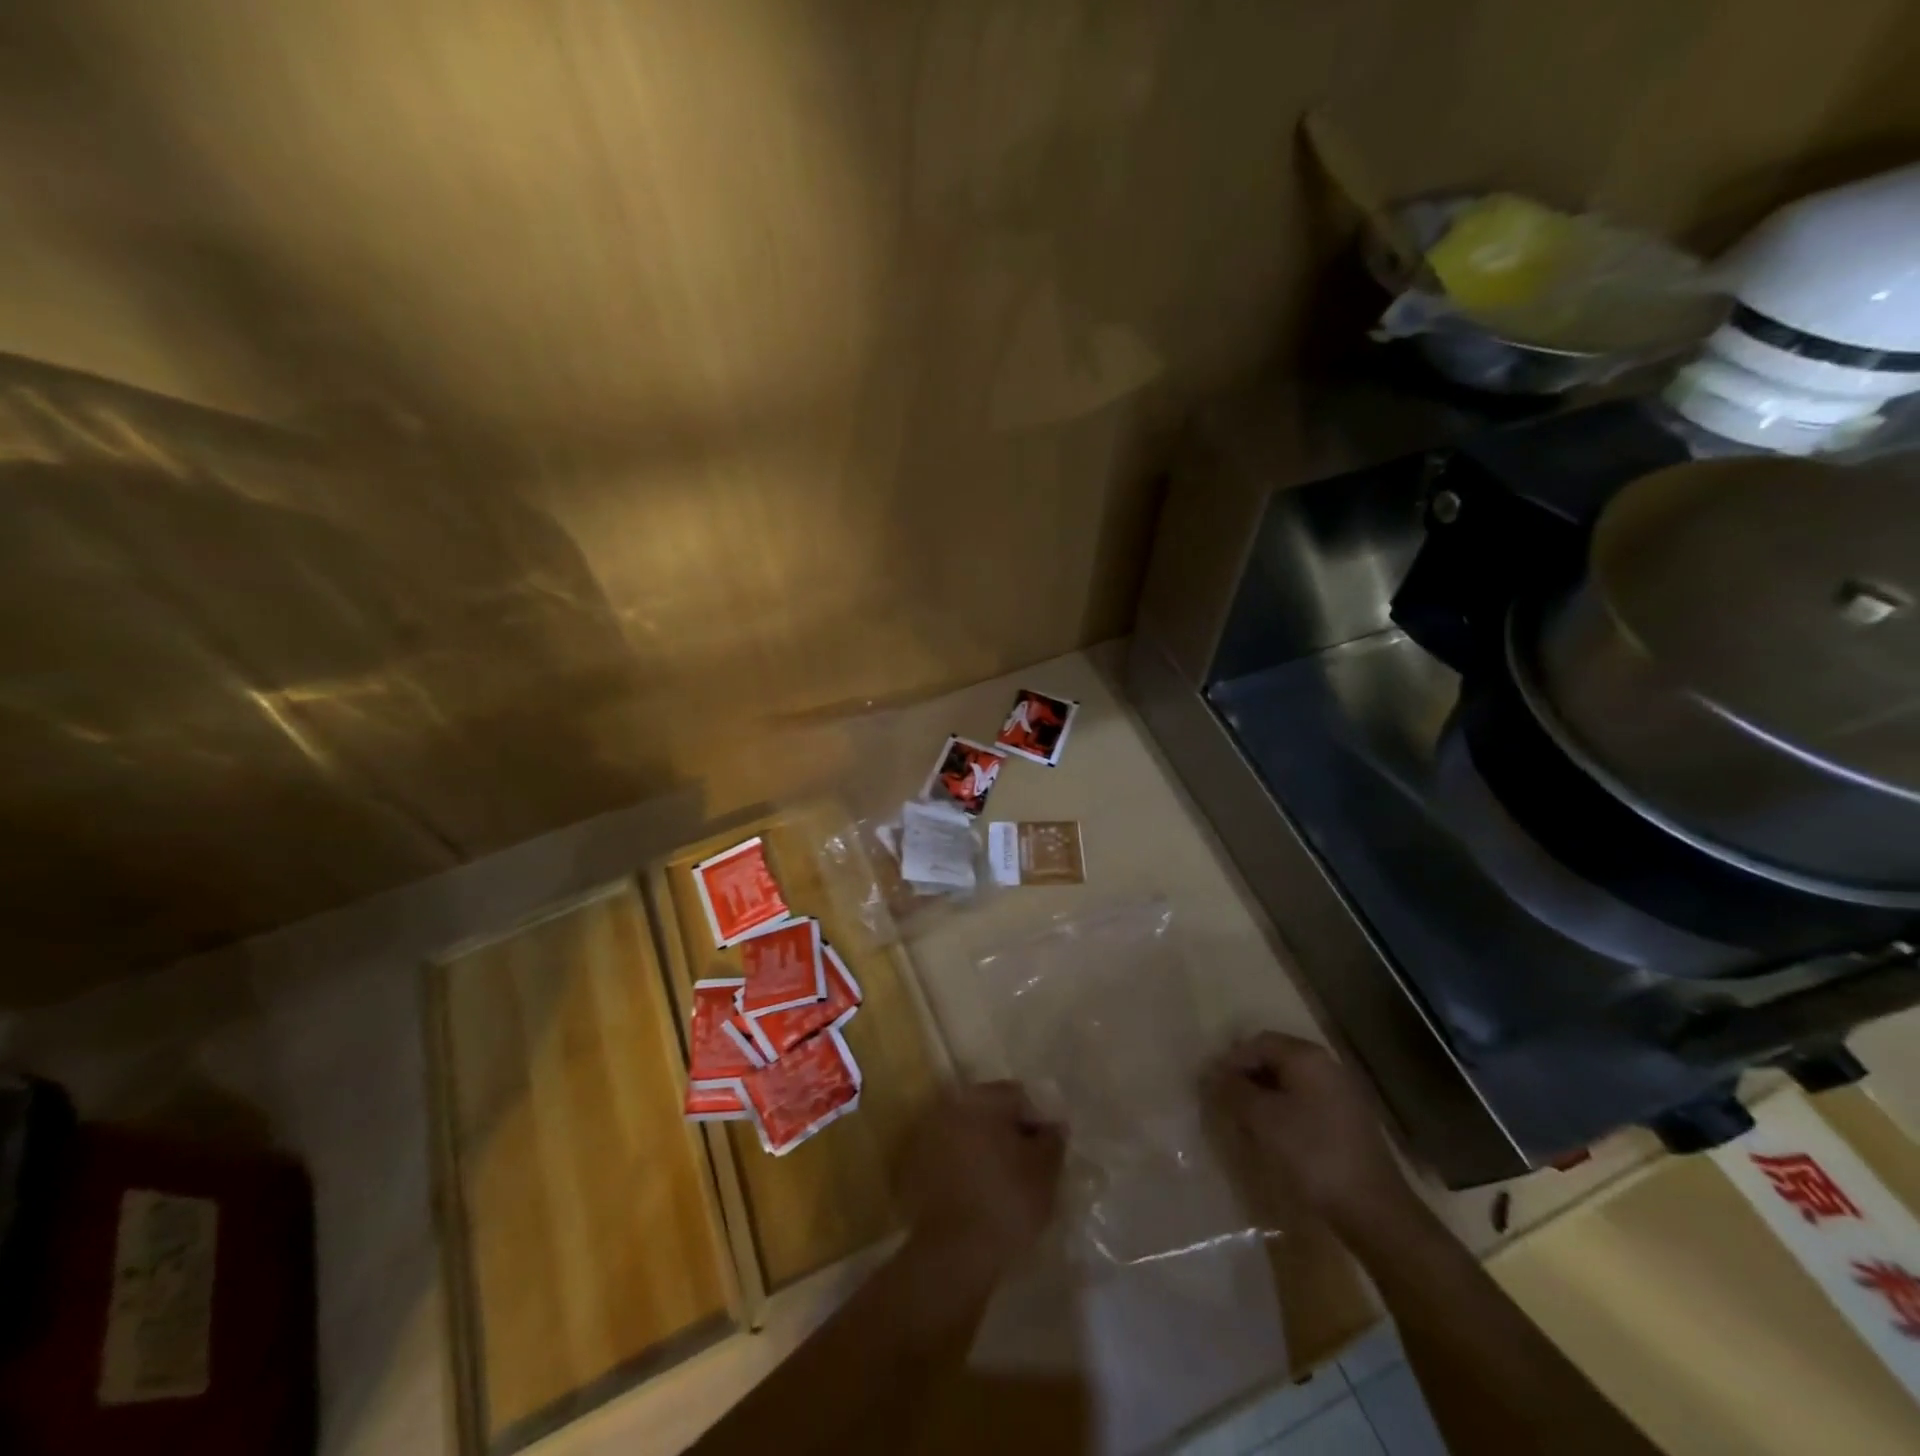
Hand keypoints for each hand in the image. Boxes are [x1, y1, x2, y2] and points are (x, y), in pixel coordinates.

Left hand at [895, 1081, 1064, 1277]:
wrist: (955, 1251)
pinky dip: (969, 1166)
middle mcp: (953, 1106)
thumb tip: (1054, 1125)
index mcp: (982, 1098)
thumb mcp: (1045, 1170)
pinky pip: (954, 1156)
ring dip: (989, 1149)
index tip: (1048, 1152)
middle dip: (1012, 1133)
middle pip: (992, 1111)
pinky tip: (982, 1193)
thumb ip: (1053, 1139)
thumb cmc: (1007, 1200)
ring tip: (1006, 1183)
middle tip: (1030, 1167)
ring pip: (972, 1133)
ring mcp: (931, 1134)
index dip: (1039, 1121)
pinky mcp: (920, 1164)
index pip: (1019, 1096)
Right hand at [1206, 1032, 1415, 1233]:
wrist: (1374, 1210)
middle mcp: (1326, 1067)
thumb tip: (1211, 1073)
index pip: (1258, 1043)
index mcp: (1307, 1057)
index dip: (1231, 1061)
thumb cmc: (1312, 1154)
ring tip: (1245, 1122)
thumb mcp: (1263, 1119)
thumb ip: (1233, 1090)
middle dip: (1246, 1078)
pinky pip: (1305, 1103)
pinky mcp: (1347, 1122)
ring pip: (1289, 1083)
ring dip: (1263, 1097)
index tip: (1211, 1086)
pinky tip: (1274, 1137)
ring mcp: (1341, 1094)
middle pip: (1275, 1059)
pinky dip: (1284, 1112)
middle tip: (1225, 1103)